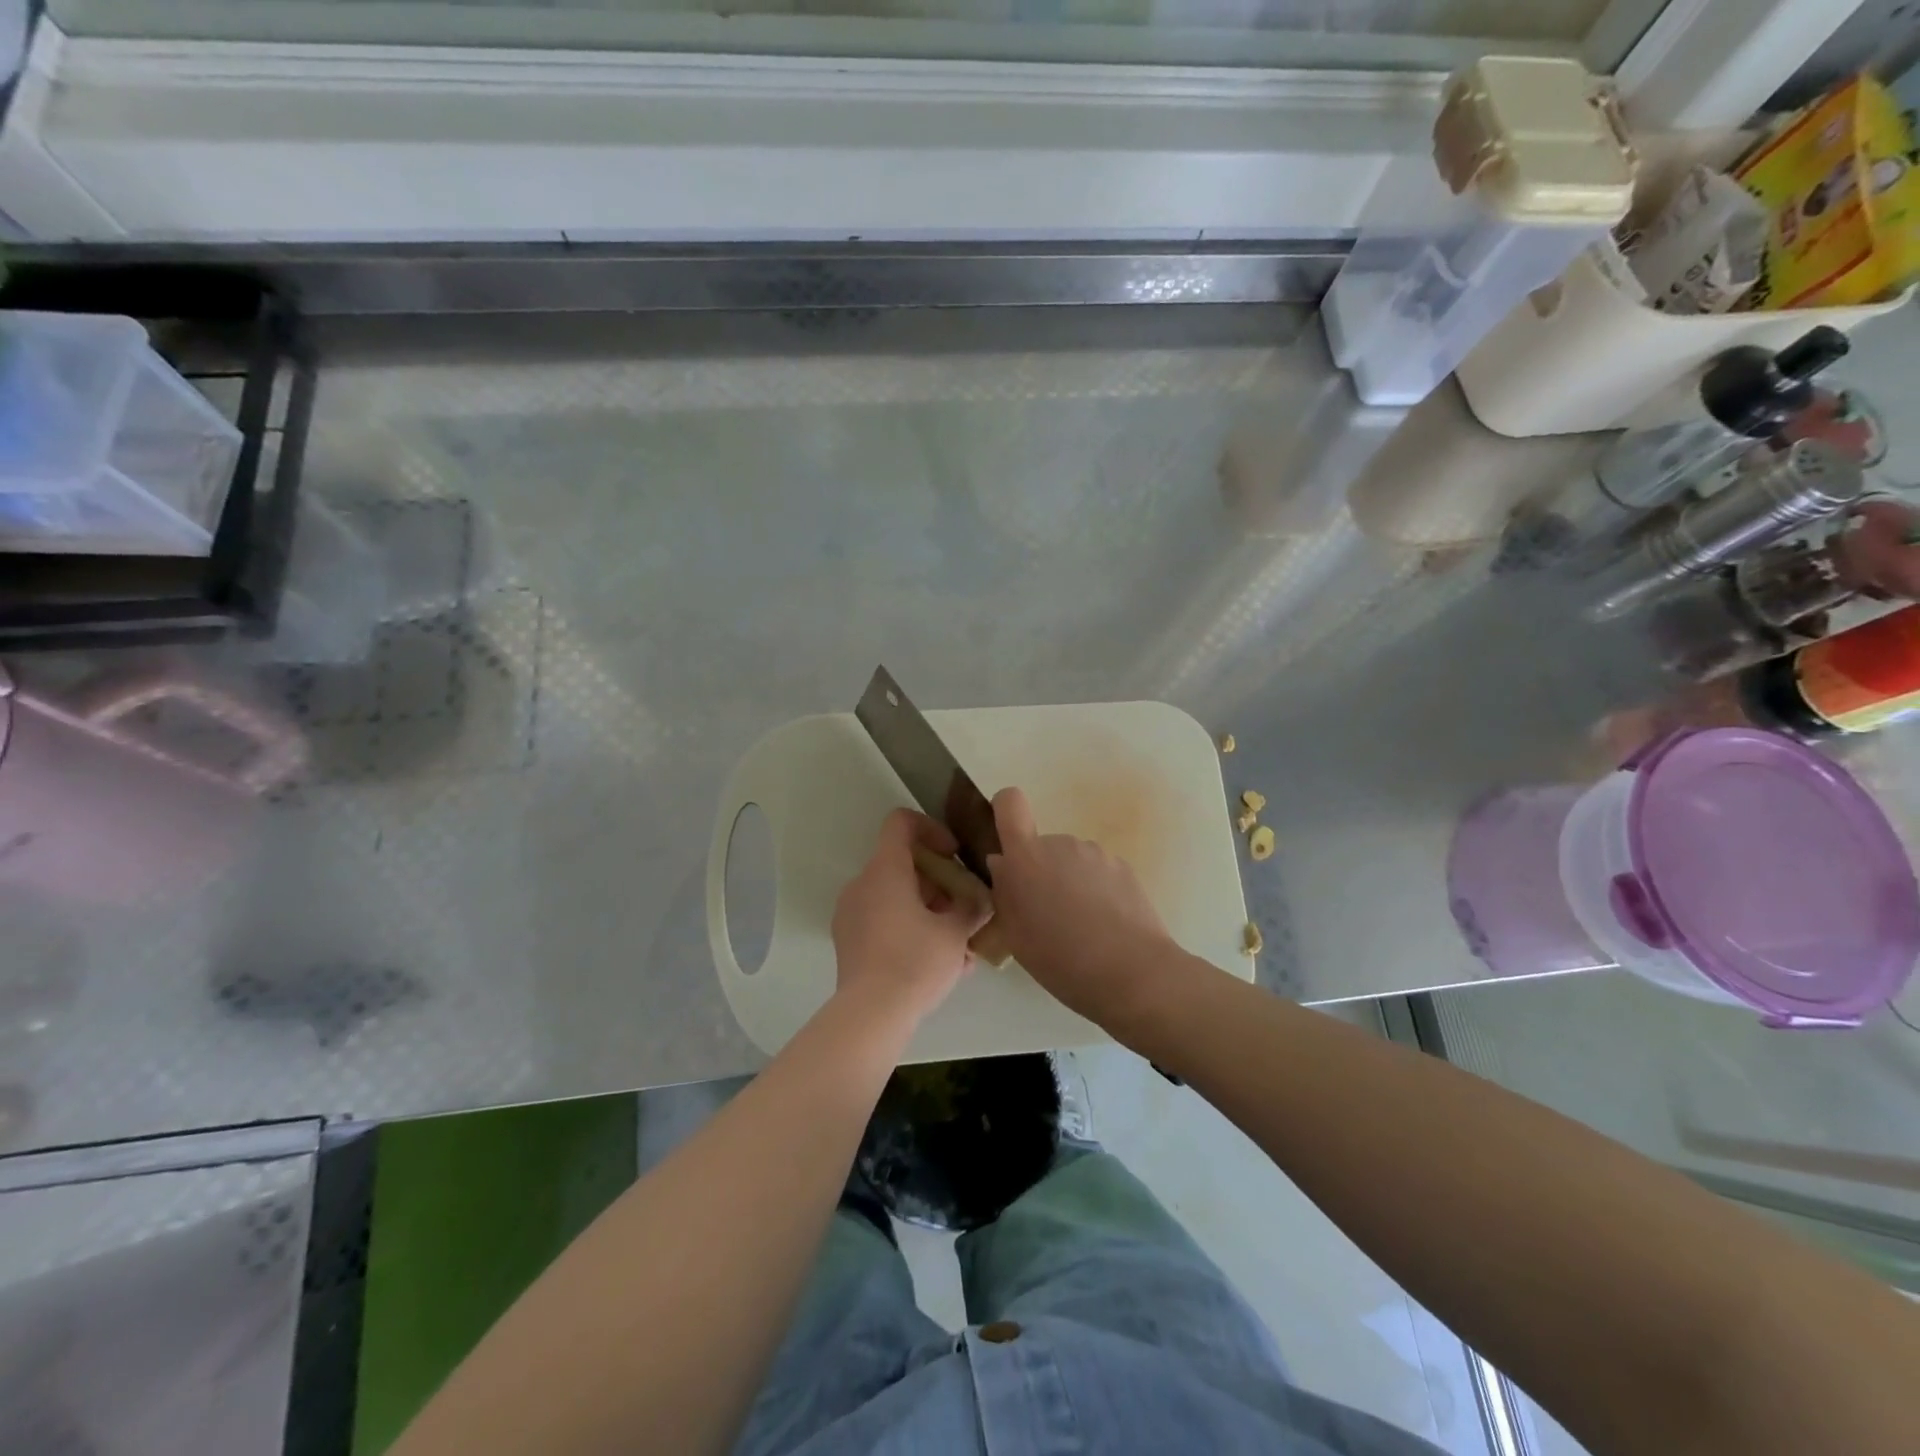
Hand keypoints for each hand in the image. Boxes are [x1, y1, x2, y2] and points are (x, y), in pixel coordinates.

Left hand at [832, 809, 986, 1025]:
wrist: (871, 1016)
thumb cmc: (916, 962)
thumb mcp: (956, 933)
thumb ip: (972, 907)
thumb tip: (980, 900)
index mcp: (885, 870)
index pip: (901, 822)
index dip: (931, 828)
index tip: (953, 855)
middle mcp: (862, 884)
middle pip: (902, 864)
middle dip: (938, 881)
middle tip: (964, 908)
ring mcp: (851, 913)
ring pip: (894, 896)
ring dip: (927, 908)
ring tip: (958, 943)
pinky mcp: (849, 941)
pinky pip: (883, 921)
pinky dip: (909, 927)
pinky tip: (938, 961)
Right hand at [985, 786, 1177, 1024]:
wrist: (1133, 973)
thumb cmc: (1062, 959)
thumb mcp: (1016, 936)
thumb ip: (1005, 893)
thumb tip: (1003, 865)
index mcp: (1027, 857)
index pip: (1010, 803)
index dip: (1004, 812)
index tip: (1007, 843)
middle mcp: (1060, 844)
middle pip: (1041, 846)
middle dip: (1040, 872)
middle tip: (1046, 916)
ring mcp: (1096, 853)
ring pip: (1070, 861)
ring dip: (1069, 882)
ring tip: (1079, 926)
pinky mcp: (1124, 867)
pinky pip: (1097, 872)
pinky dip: (1096, 891)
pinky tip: (1104, 926)